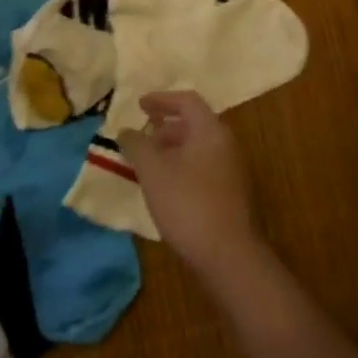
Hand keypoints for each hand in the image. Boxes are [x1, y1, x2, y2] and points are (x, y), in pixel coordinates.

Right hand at [118, 91, 262, 285]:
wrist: (228, 257)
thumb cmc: (188, 204)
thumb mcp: (153, 171)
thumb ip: (136, 145)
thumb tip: (126, 131)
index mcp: (210, 130)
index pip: (187, 101)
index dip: (161, 99)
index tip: (139, 106)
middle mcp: (225, 144)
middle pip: (193, 124)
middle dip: (164, 127)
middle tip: (142, 137)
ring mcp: (231, 171)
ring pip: (198, 148)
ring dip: (172, 150)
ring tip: (148, 165)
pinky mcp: (230, 195)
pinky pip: (202, 168)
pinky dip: (182, 167)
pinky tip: (165, 188)